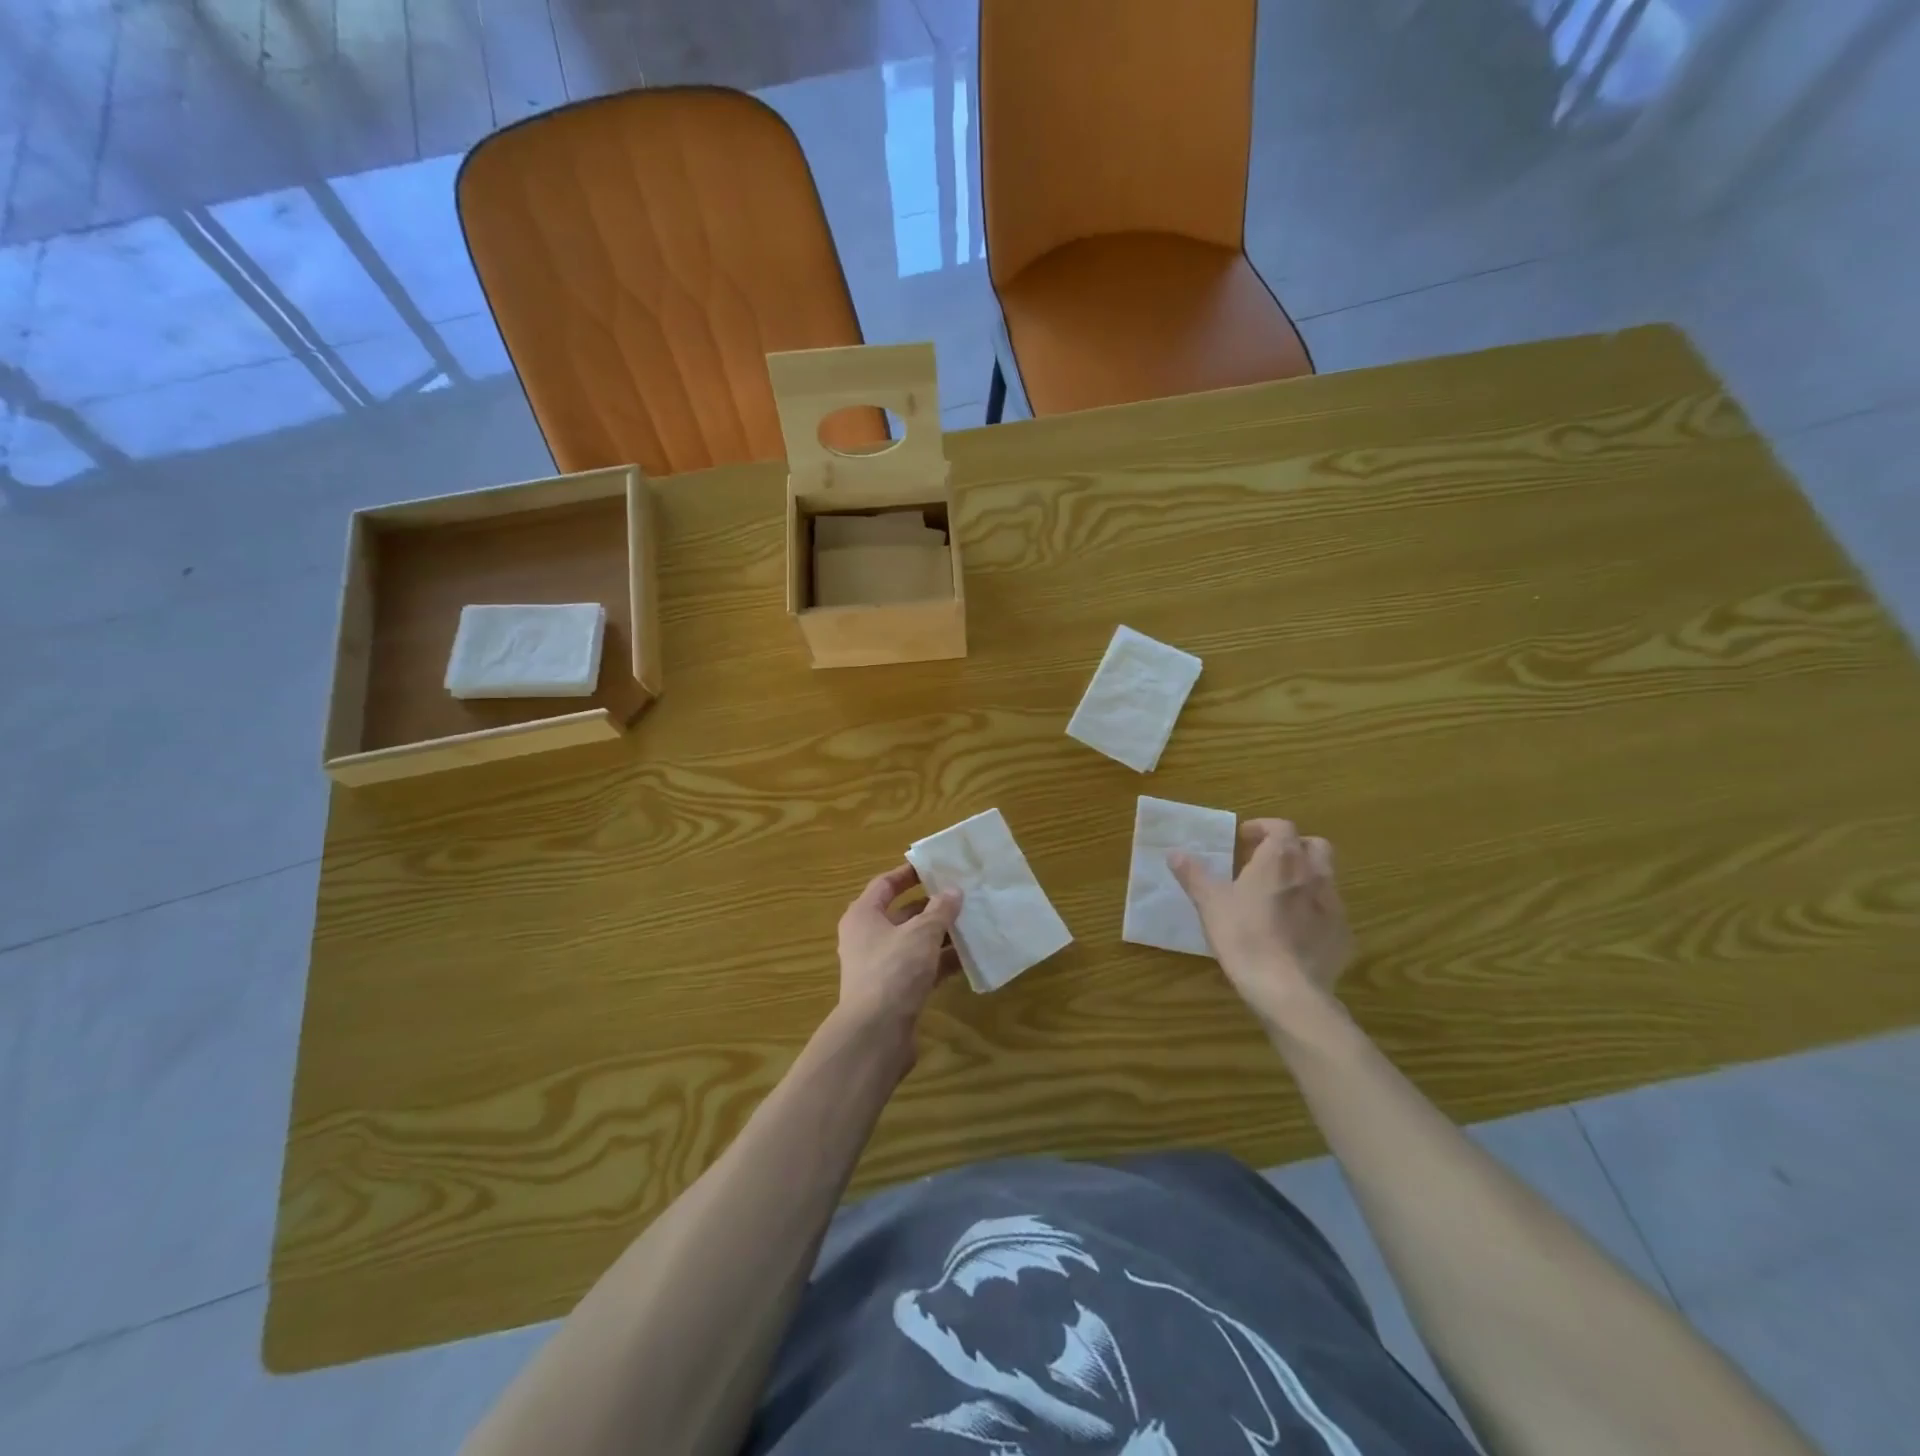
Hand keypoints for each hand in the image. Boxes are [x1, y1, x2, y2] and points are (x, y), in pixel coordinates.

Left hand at [836, 864, 963, 1035]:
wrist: (876, 1034)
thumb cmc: (893, 970)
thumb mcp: (921, 933)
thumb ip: (940, 910)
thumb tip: (953, 891)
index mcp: (863, 916)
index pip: (885, 884)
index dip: (909, 874)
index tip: (936, 868)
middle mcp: (867, 938)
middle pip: (902, 914)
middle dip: (932, 906)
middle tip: (962, 897)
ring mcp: (880, 967)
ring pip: (914, 943)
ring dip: (940, 935)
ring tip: (972, 925)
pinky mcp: (894, 992)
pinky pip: (920, 968)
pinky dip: (940, 962)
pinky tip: (967, 959)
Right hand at [1170, 819, 1352, 1033]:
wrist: (1287, 989)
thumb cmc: (1244, 935)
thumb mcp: (1210, 902)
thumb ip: (1193, 874)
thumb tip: (1175, 853)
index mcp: (1280, 859)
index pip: (1281, 827)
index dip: (1263, 828)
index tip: (1244, 839)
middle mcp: (1313, 874)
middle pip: (1314, 846)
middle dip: (1293, 847)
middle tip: (1268, 862)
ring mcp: (1334, 905)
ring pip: (1325, 878)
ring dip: (1305, 878)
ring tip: (1280, 896)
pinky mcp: (1343, 935)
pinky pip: (1330, 912)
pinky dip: (1315, 912)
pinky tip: (1295, 931)